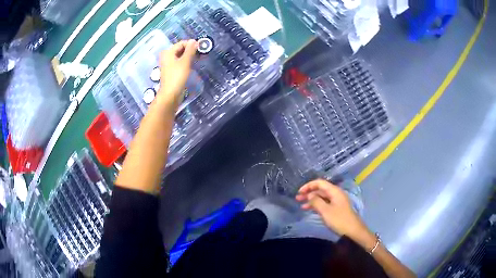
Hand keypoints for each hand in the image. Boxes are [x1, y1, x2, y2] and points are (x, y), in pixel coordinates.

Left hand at [158, 39, 197, 106]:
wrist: (170, 94)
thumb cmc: (177, 77)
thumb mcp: (185, 62)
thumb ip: (190, 50)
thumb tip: (194, 41)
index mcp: (168, 52)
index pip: (181, 43)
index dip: (191, 44)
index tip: (201, 48)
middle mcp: (166, 56)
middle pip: (180, 49)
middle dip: (191, 50)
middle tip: (201, 54)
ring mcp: (168, 64)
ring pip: (180, 56)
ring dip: (189, 56)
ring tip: (198, 59)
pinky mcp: (171, 71)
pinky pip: (179, 62)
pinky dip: (186, 62)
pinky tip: (192, 65)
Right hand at [296, 180, 372, 246]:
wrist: (353, 231)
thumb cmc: (339, 220)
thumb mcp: (325, 211)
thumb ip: (316, 201)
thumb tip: (309, 195)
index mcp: (334, 191)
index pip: (320, 183)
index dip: (309, 186)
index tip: (299, 192)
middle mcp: (336, 194)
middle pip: (320, 190)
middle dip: (309, 193)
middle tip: (297, 199)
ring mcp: (336, 201)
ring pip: (322, 197)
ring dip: (312, 200)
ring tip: (301, 206)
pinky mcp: (336, 209)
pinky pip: (325, 203)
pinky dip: (317, 205)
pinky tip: (310, 210)